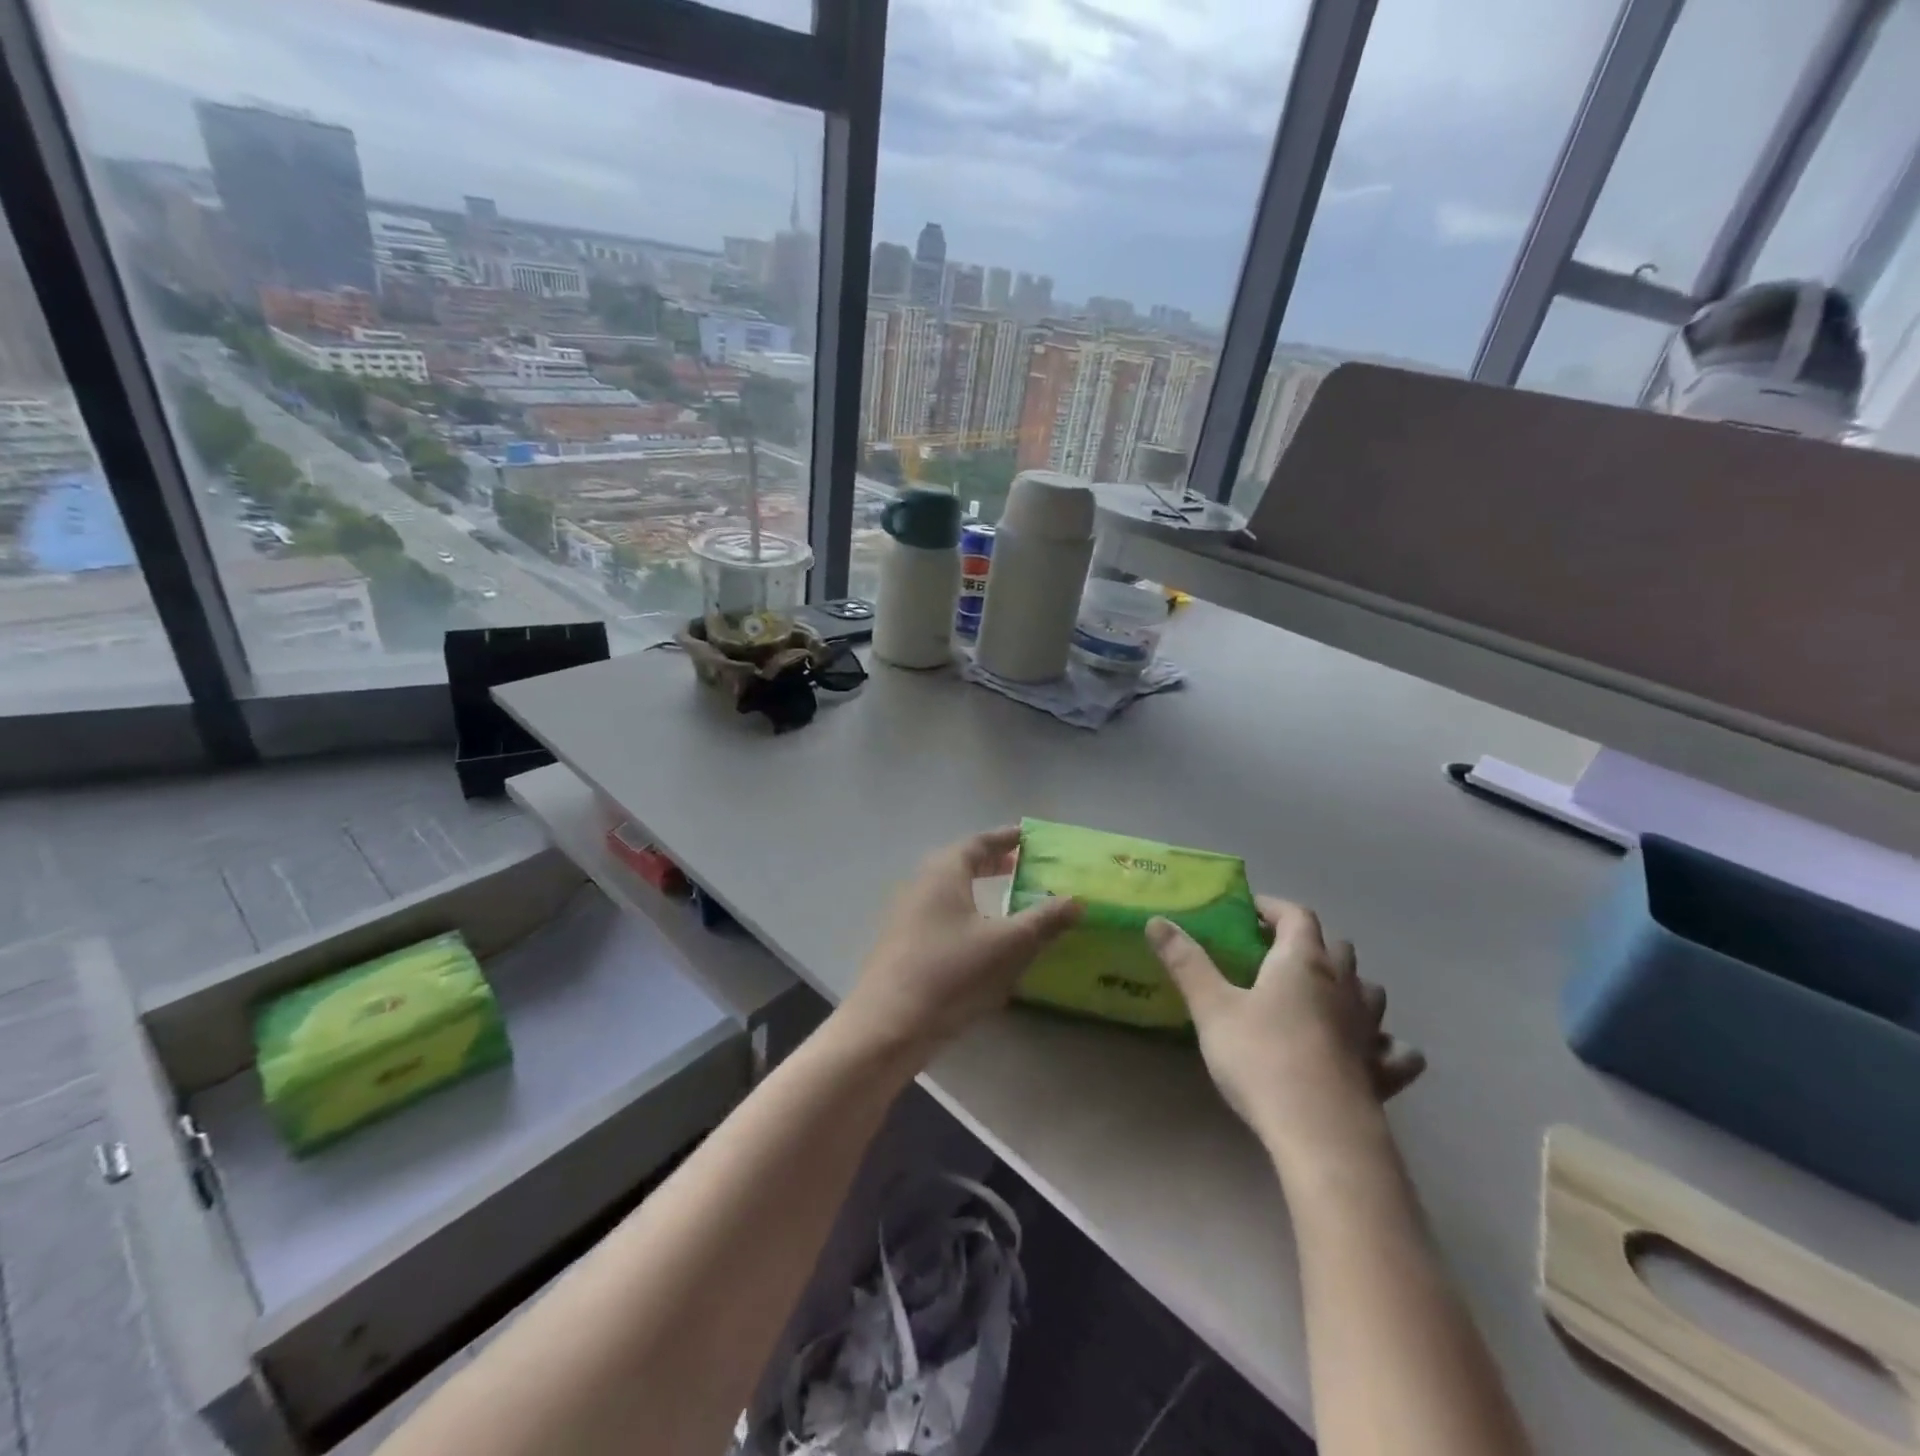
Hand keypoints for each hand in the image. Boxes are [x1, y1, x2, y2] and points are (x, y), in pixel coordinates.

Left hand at [841, 827, 1081, 1055]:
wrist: (889, 1023)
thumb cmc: (952, 972)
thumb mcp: (1009, 945)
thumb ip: (1044, 920)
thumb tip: (1077, 900)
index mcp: (944, 871)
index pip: (978, 843)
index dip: (1004, 839)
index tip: (1027, 837)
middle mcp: (920, 883)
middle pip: (960, 863)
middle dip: (991, 863)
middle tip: (1021, 867)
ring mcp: (905, 913)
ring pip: (948, 890)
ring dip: (977, 889)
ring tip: (1005, 901)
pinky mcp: (901, 942)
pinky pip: (938, 913)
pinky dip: (963, 912)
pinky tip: (979, 937)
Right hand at [1145, 897, 1423, 1163]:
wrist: (1320, 1132)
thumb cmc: (1262, 1058)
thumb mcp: (1212, 1007)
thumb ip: (1186, 962)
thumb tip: (1157, 920)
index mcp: (1302, 961)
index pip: (1296, 916)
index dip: (1274, 908)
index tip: (1251, 911)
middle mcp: (1343, 985)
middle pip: (1337, 947)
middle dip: (1310, 943)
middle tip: (1276, 956)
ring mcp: (1369, 1029)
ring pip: (1370, 991)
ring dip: (1349, 985)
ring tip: (1321, 996)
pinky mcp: (1383, 1072)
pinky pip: (1394, 1049)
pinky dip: (1384, 1043)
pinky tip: (1370, 1052)